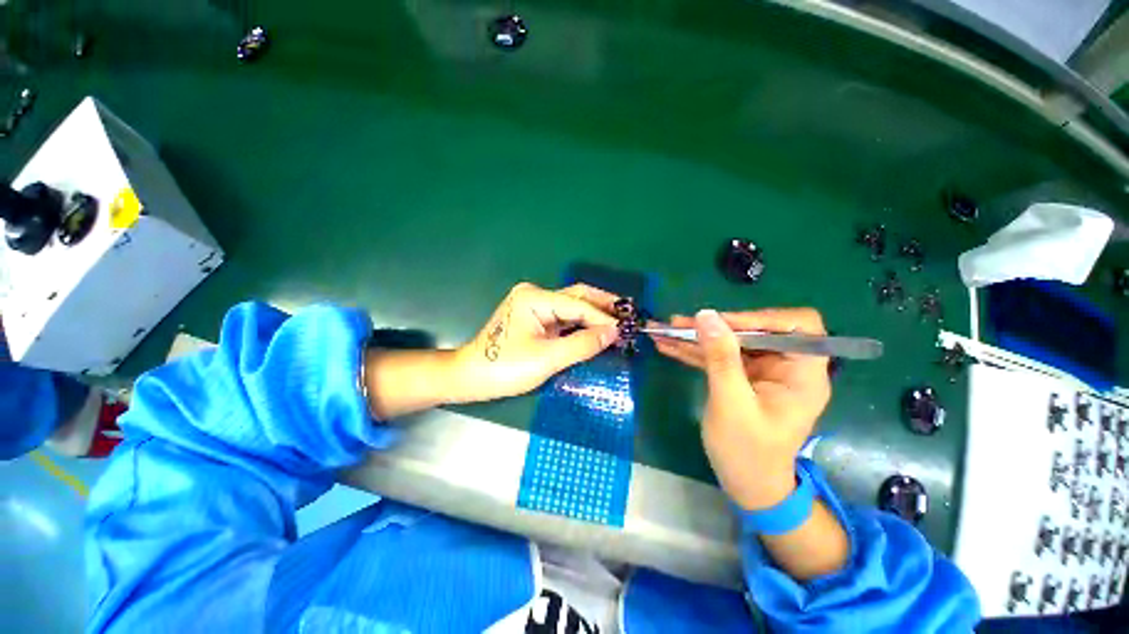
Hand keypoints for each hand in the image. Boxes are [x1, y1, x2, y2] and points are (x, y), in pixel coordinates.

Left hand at [450, 282, 620, 402]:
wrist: (470, 377)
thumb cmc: (504, 368)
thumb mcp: (547, 359)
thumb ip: (582, 344)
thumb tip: (614, 333)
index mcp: (535, 298)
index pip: (578, 305)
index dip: (603, 318)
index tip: (627, 329)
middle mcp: (535, 294)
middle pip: (577, 296)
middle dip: (603, 307)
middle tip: (629, 317)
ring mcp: (534, 305)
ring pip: (572, 306)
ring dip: (594, 316)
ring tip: (619, 325)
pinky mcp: (535, 317)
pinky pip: (564, 317)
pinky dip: (581, 324)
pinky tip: (597, 331)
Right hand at [654, 308, 830, 510]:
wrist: (747, 486)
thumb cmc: (748, 452)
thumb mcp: (732, 404)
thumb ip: (720, 358)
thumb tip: (706, 315)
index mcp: (802, 373)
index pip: (797, 327)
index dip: (762, 318)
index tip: (723, 323)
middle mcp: (785, 367)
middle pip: (753, 331)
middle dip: (714, 326)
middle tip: (678, 323)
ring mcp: (761, 372)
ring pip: (730, 342)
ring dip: (696, 337)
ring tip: (664, 330)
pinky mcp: (741, 378)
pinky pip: (717, 357)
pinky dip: (694, 351)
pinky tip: (667, 345)